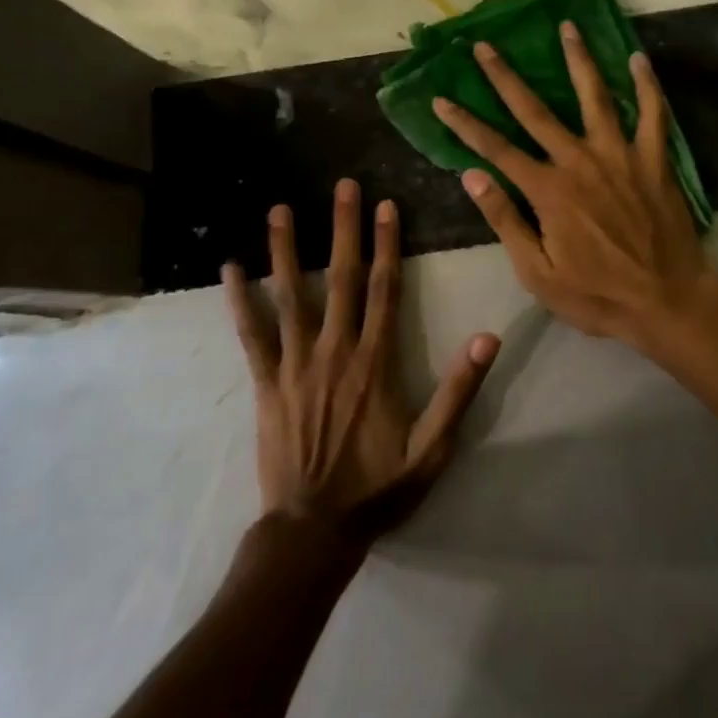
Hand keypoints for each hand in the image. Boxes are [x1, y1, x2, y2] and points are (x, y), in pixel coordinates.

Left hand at [222, 180, 498, 538]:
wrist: (313, 530)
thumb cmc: (378, 488)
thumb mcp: (433, 448)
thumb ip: (459, 391)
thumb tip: (487, 337)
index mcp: (375, 362)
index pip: (384, 289)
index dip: (387, 245)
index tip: (387, 206)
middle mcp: (335, 351)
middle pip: (341, 278)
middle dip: (344, 229)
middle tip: (343, 186)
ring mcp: (294, 365)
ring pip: (291, 296)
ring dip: (287, 250)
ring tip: (281, 209)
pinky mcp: (265, 383)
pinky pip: (250, 335)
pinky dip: (240, 300)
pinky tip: (230, 268)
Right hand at [432, 23, 713, 348]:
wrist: (666, 300)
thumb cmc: (597, 294)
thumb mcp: (537, 272)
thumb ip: (505, 220)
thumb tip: (471, 176)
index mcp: (548, 190)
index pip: (495, 149)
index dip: (465, 124)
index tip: (441, 99)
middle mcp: (579, 162)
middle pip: (536, 111)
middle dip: (506, 77)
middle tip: (485, 46)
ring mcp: (620, 156)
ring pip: (595, 97)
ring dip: (578, 60)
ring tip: (567, 27)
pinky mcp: (654, 160)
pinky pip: (652, 114)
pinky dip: (646, 85)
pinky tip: (638, 59)